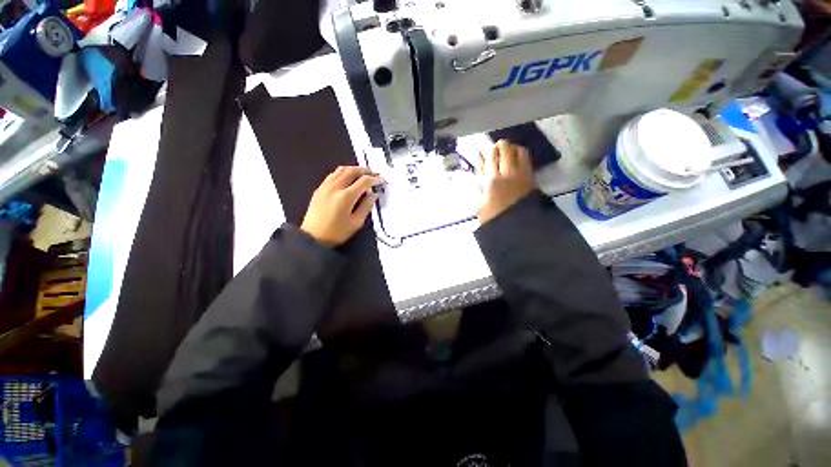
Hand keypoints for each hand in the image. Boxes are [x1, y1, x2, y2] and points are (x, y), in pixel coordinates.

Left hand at [301, 166, 382, 246]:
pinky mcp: (319, 188)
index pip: (364, 181)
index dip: (375, 179)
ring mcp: (326, 186)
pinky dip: (344, 172)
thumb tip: (374, 194)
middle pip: (352, 171)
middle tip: (374, 174)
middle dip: (365, 170)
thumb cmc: (337, 232)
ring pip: (341, 169)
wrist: (313, 237)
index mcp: (346, 197)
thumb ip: (366, 206)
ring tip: (362, 173)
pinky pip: (333, 174)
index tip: (382, 180)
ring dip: (354, 169)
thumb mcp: (356, 223)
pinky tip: (348, 178)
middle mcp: (335, 187)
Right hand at [477, 140, 534, 224]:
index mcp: (493, 180)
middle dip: (502, 145)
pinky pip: (528, 162)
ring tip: (510, 153)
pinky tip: (518, 163)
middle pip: (507, 149)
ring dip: (514, 149)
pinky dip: (522, 158)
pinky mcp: (532, 179)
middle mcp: (509, 173)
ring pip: (521, 152)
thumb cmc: (495, 218)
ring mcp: (523, 174)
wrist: (518, 227)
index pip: (492, 157)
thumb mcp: (480, 207)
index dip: (491, 151)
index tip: (489, 151)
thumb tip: (480, 181)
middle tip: (498, 147)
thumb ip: (479, 192)